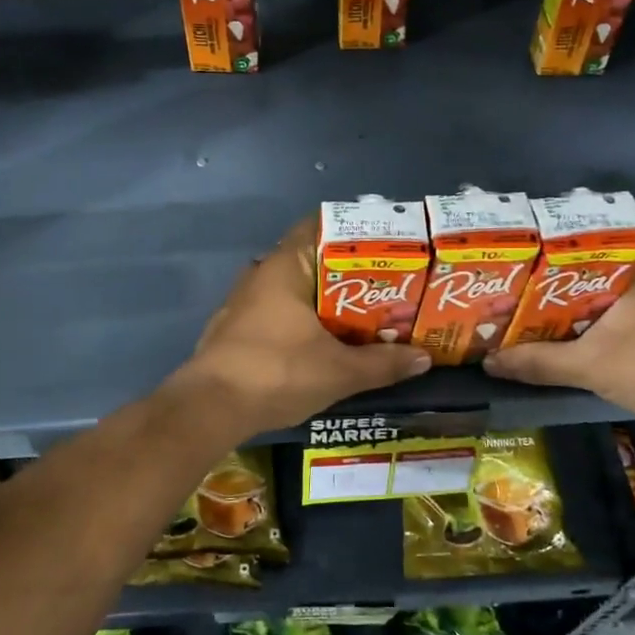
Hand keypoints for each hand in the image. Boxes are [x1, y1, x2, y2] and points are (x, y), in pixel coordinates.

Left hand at [168, 219, 431, 435]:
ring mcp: (242, 302)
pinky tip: (322, 341)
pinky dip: (301, 319)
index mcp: (284, 266)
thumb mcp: (339, 371)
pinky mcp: (234, 329)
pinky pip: (277, 312)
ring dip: (322, 300)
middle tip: (385, 285)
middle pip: (310, 260)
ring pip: (292, 289)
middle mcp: (260, 274)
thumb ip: (383, 363)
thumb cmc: (277, 372)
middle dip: (346, 272)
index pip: (318, 226)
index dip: (353, 232)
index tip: (385, 245)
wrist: (210, 408)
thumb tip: (424, 358)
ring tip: (361, 314)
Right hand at [483, 253, 634, 421]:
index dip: (543, 250)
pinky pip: (621, 306)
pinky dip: (596, 316)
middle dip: (553, 279)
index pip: (580, 240)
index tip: (515, 260)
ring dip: (575, 301)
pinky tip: (572, 330)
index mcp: (634, 262)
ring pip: (606, 288)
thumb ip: (538, 362)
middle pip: (590, 266)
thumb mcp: (588, 365)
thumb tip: (489, 362)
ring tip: (532, 308)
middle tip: (514, 287)